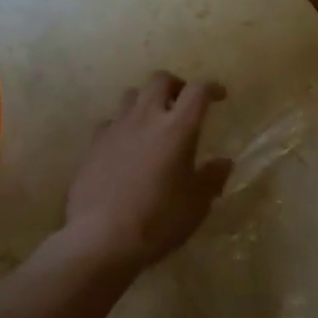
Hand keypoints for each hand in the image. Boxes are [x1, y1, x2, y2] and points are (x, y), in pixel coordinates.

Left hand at [63, 71, 232, 271]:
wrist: (100, 238)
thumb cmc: (157, 221)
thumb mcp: (196, 205)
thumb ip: (211, 179)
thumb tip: (224, 162)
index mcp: (177, 128)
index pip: (197, 91)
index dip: (211, 87)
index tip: (220, 96)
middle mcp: (146, 118)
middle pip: (160, 79)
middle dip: (175, 84)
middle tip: (183, 102)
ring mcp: (116, 128)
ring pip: (132, 94)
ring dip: (146, 100)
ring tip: (153, 120)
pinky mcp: (94, 144)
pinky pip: (111, 121)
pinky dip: (123, 125)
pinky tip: (126, 144)